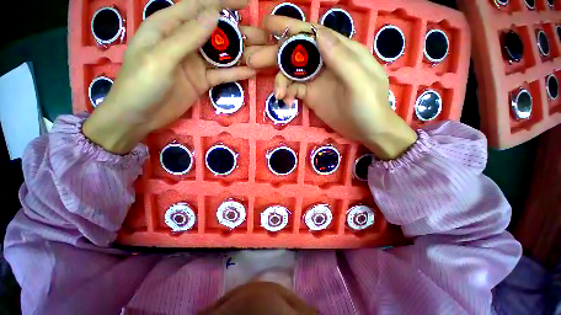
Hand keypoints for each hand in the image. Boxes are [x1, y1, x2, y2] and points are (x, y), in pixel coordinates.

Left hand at [83, 0, 266, 153]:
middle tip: (260, 35)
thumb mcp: (161, 58)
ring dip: (240, 54)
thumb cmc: (141, 84)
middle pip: (214, 31)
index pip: (198, 6)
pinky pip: (222, 75)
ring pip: (221, 54)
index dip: (222, 2)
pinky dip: (236, 73)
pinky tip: (250, 72)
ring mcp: (195, 63)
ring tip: (260, 53)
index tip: (245, 2)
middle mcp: (184, 41)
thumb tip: (214, 15)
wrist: (139, 117)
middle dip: (237, 31)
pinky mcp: (202, 80)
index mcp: (168, 26)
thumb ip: (187, 37)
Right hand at [246, 16, 417, 159]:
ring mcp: (317, 80)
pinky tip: (286, 102)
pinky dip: (287, 94)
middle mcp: (325, 62)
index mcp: (340, 51)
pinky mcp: (311, 95)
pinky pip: (294, 90)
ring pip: (292, 73)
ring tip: (278, 93)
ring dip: (280, 80)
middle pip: (297, 53)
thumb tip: (318, 33)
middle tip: (253, 59)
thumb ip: (341, 58)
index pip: (312, 34)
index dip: (290, 28)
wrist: (368, 130)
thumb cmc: (369, 105)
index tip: (267, 25)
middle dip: (275, 54)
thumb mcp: (360, 81)